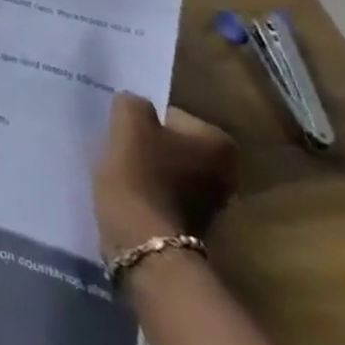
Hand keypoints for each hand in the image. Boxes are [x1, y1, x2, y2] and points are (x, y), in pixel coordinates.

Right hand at [93, 94, 237, 259]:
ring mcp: (213, 203)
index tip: (121, 129)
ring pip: (167, 170)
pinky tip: (126, 193)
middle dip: (147, 144)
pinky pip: (164, 194)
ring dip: (145, 168)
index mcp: (219, 143)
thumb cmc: (139, 174)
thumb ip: (132, 102)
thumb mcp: (128, 122)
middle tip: (118, 146)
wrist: (143, 242)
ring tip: (117, 171)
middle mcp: (227, 172)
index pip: (171, 115)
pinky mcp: (192, 225)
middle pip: (173, 144)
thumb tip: (134, 104)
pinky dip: (146, 191)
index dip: (141, 119)